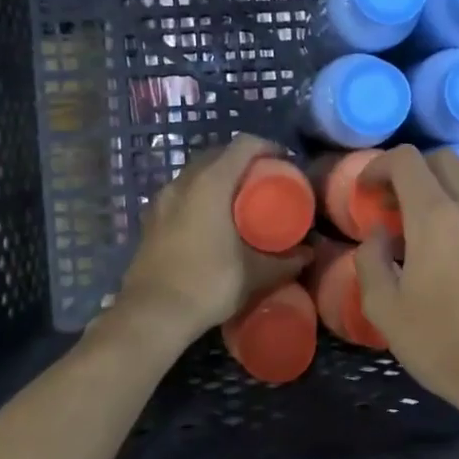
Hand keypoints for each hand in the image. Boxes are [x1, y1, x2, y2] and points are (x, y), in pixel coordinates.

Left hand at [115, 135, 312, 337]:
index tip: (286, 164)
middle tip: (266, 183)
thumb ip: (284, 261)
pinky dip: (201, 195)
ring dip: (220, 178)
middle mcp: (183, 182)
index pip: (244, 144)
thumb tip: (308, 254)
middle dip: (245, 162)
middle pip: (218, 154)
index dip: (269, 148)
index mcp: (211, 183)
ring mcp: (162, 199)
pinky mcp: (151, 218)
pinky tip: (212, 221)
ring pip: (197, 173)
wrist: (151, 314)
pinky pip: (182, 193)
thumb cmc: (207, 284)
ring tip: (241, 201)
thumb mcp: (254, 274)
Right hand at [354, 146, 458, 423]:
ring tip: (429, 245)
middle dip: (414, 173)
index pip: (407, 159)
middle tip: (396, 209)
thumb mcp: (385, 309)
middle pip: (444, 161)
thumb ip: (371, 259)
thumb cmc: (442, 345)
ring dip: (443, 202)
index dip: (380, 165)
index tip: (368, 192)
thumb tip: (381, 233)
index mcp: (436, 218)